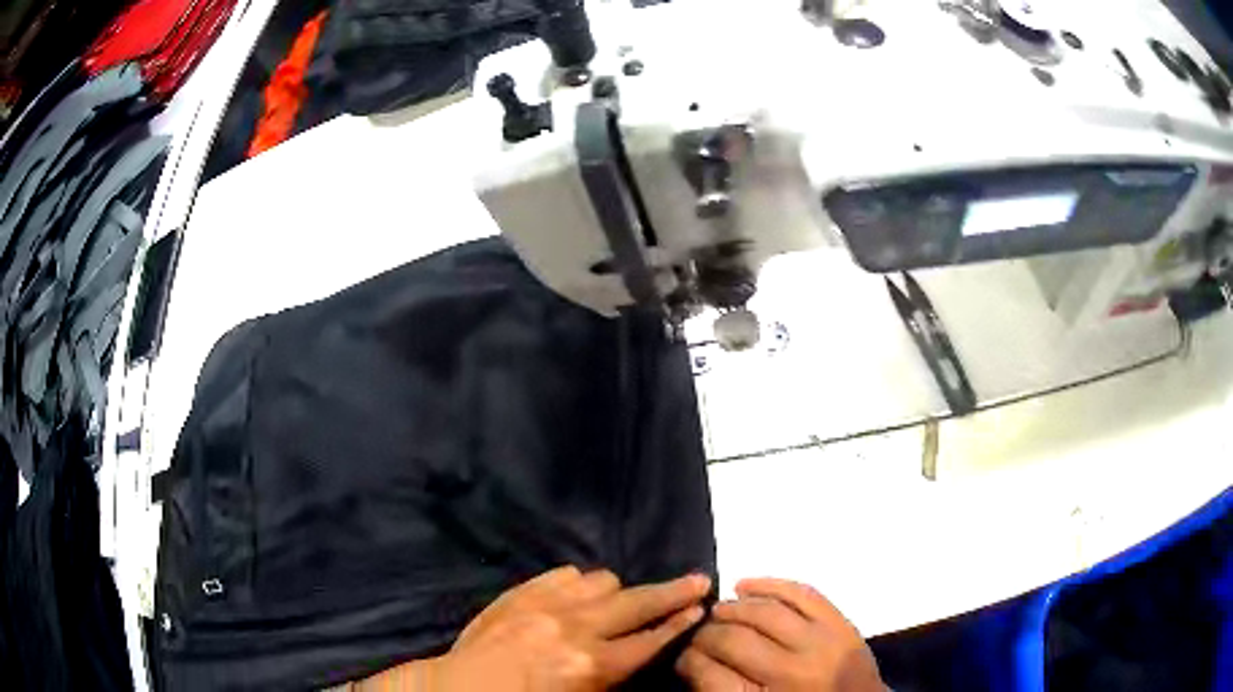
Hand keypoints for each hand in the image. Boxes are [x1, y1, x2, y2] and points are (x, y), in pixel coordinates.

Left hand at [430, 566, 710, 690]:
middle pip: (638, 602)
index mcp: (590, 665)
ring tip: (620, 602)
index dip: (679, 625)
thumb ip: (614, 673)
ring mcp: (545, 604)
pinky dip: (579, 584)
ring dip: (617, 592)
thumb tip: (641, 648)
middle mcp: (574, 629)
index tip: (700, 609)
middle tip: (697, 581)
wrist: (463, 687)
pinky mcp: (522, 592)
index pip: (649, 640)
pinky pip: (565, 573)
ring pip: (602, 580)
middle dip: (672, 592)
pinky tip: (577, 596)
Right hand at [676, 578, 883, 691]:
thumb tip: (692, 659)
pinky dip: (770, 584)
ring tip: (718, 611)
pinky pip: (801, 593)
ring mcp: (821, 645)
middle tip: (696, 633)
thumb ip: (721, 689)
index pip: (707, 673)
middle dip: (704, 633)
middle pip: (731, 640)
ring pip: (763, 613)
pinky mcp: (841, 624)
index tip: (680, 655)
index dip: (686, 659)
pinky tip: (745, 585)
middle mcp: (792, 675)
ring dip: (731, 608)